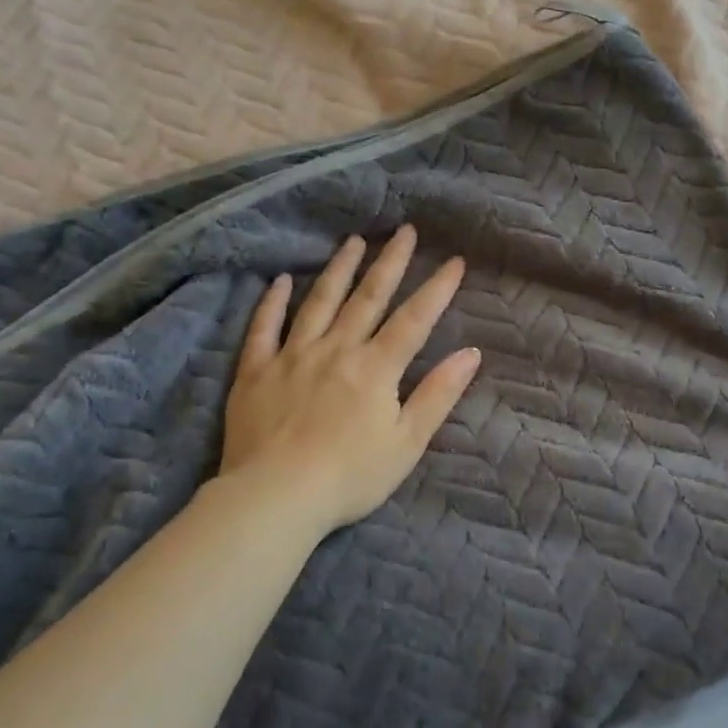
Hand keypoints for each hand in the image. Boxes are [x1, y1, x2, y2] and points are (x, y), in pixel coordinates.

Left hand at [219, 225, 480, 535]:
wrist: (276, 497)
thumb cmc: (351, 476)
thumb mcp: (407, 442)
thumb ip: (439, 394)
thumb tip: (471, 353)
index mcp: (376, 368)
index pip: (414, 319)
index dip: (437, 288)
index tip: (454, 260)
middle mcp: (337, 350)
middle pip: (368, 297)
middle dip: (390, 261)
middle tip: (404, 229)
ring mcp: (292, 356)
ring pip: (319, 302)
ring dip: (339, 269)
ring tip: (354, 241)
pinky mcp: (256, 371)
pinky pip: (264, 328)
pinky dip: (272, 303)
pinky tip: (279, 280)